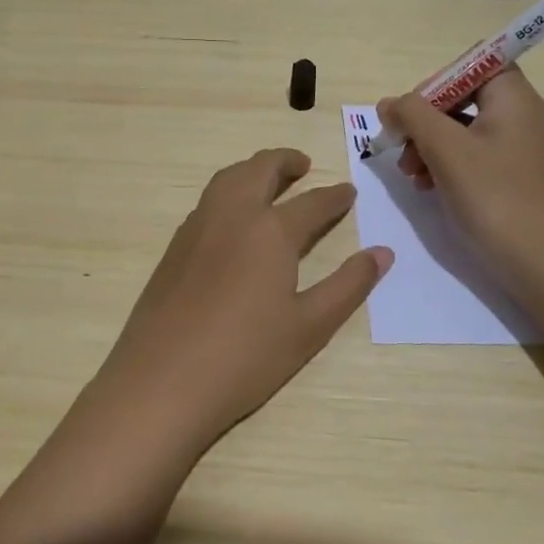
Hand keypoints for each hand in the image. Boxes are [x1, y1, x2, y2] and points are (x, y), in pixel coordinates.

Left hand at [89, 148, 391, 454]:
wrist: (161, 382)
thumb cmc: (245, 357)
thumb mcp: (309, 326)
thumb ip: (348, 285)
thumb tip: (383, 253)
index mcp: (271, 231)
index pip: (312, 203)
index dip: (334, 197)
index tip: (348, 191)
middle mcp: (232, 216)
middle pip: (260, 170)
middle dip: (285, 162)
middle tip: (304, 165)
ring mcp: (197, 228)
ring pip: (227, 179)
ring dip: (252, 170)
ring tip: (268, 181)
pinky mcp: (174, 248)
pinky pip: (206, 202)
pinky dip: (228, 191)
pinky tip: (233, 219)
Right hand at [378, 69, 543, 298]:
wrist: (541, 263)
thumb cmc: (494, 196)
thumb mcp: (446, 149)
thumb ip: (412, 115)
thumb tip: (389, 103)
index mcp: (513, 97)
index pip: (474, 63)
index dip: (438, 80)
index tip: (413, 110)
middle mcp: (520, 115)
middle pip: (463, 96)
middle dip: (425, 118)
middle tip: (401, 146)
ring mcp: (518, 147)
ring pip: (462, 128)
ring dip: (429, 144)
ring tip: (410, 173)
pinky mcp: (512, 175)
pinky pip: (472, 154)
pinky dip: (445, 164)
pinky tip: (427, 187)